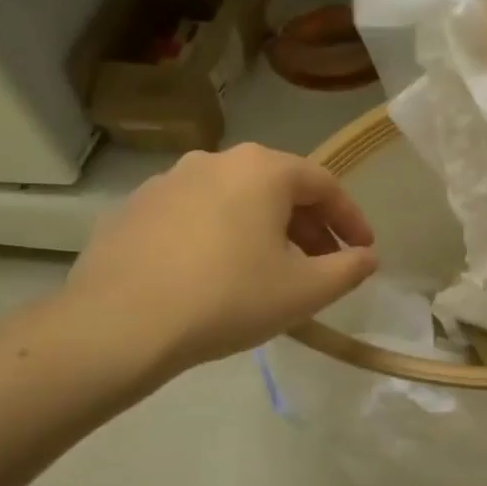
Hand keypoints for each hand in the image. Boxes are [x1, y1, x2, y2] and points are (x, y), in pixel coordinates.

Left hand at [63, 145, 376, 378]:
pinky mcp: (133, 208)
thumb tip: (367, 257)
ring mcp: (168, 181)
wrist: (119, 325)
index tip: (364, 250)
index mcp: (262, 169)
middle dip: (308, 225)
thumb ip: (348, 269)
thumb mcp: (304, 291)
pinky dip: (218, 235)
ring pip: (234, 199)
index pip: (324, 185)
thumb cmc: (228, 298)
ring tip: (271, 269)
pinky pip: (194, 215)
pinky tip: (216, 273)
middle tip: (323, 263)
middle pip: (278, 187)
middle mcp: (216, 160)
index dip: (350, 219)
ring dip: (263, 229)